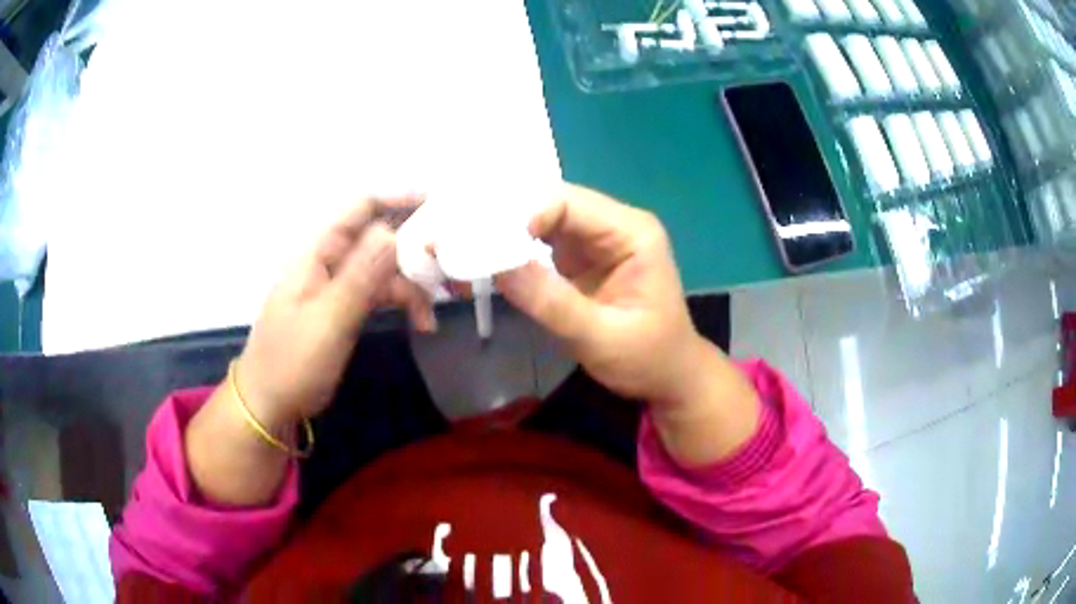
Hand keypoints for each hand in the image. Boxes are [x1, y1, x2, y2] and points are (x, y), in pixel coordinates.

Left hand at [236, 195, 435, 430]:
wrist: (270, 403)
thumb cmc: (292, 360)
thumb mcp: (328, 319)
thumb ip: (360, 275)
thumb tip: (393, 233)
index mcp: (319, 252)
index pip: (361, 208)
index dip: (399, 200)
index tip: (439, 204)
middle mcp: (331, 261)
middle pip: (380, 238)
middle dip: (417, 248)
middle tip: (453, 266)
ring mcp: (338, 286)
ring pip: (385, 269)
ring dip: (414, 284)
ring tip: (438, 308)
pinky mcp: (345, 309)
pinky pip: (380, 293)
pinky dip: (403, 303)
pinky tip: (423, 323)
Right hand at [496, 184, 702, 408]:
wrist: (669, 378)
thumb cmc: (647, 359)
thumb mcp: (600, 337)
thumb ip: (551, 302)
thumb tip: (497, 266)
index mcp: (632, 233)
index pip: (569, 202)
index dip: (526, 215)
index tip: (493, 247)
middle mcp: (615, 226)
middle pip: (553, 204)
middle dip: (512, 221)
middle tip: (472, 243)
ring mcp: (598, 240)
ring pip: (544, 221)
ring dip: (511, 235)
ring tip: (474, 252)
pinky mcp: (583, 259)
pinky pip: (544, 243)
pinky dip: (518, 251)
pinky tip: (493, 263)